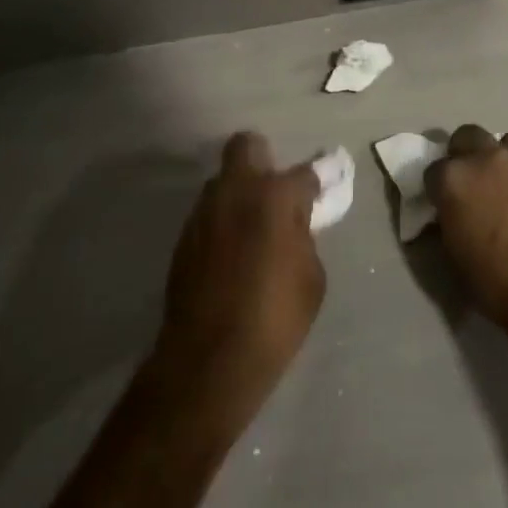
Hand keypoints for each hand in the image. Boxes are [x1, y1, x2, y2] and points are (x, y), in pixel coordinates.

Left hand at [148, 132, 325, 439]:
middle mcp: (234, 191)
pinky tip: (232, 254)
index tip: (324, 188)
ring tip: (254, 230)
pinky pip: (210, 214)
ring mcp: (203, 212)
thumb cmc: (274, 318)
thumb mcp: (311, 278)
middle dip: (263, 160)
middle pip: (246, 146)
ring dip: (240, 194)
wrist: (209, 361)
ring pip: (223, 181)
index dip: (318, 180)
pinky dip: (224, 222)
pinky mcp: (184, 237)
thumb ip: (304, 236)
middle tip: (276, 194)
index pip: (304, 172)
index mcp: (273, 196)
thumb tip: (295, 223)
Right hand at [429, 126, 507, 334]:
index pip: (434, 170)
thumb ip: (448, 222)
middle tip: (475, 181)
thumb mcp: (454, 255)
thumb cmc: (496, 280)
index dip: (439, 187)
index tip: (445, 202)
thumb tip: (450, 215)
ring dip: (504, 155)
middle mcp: (484, 157)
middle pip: (467, 136)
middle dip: (467, 154)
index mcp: (452, 179)